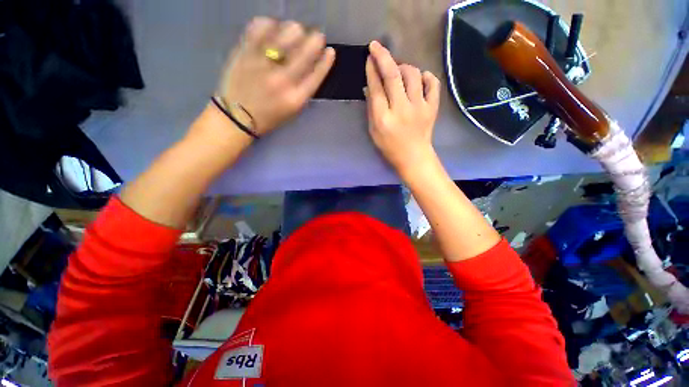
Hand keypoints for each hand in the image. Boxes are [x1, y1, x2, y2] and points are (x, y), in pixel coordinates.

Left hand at [216, 18, 334, 135]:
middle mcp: (282, 79)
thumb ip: (304, 91)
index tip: (330, 51)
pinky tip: (273, 27)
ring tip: (295, 31)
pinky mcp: (245, 52)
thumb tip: (313, 66)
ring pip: (286, 34)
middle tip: (316, 36)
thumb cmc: (269, 117)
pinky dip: (270, 23)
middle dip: (315, 40)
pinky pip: (260, 27)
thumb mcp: (293, 111)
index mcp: (295, 98)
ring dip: (295, 30)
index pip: (317, 74)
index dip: (326, 60)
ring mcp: (263, 63)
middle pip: (305, 51)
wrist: (237, 116)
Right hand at [365, 41, 440, 176]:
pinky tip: (420, 78)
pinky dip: (426, 76)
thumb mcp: (374, 131)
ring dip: (403, 66)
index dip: (371, 70)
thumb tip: (370, 86)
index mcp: (384, 118)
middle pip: (393, 76)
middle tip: (376, 47)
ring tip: (398, 70)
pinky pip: (432, 83)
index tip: (369, 58)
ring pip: (413, 74)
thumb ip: (371, 108)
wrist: (414, 157)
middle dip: (383, 57)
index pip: (377, 88)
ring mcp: (420, 107)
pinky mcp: (432, 107)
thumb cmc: (390, 147)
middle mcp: (401, 109)